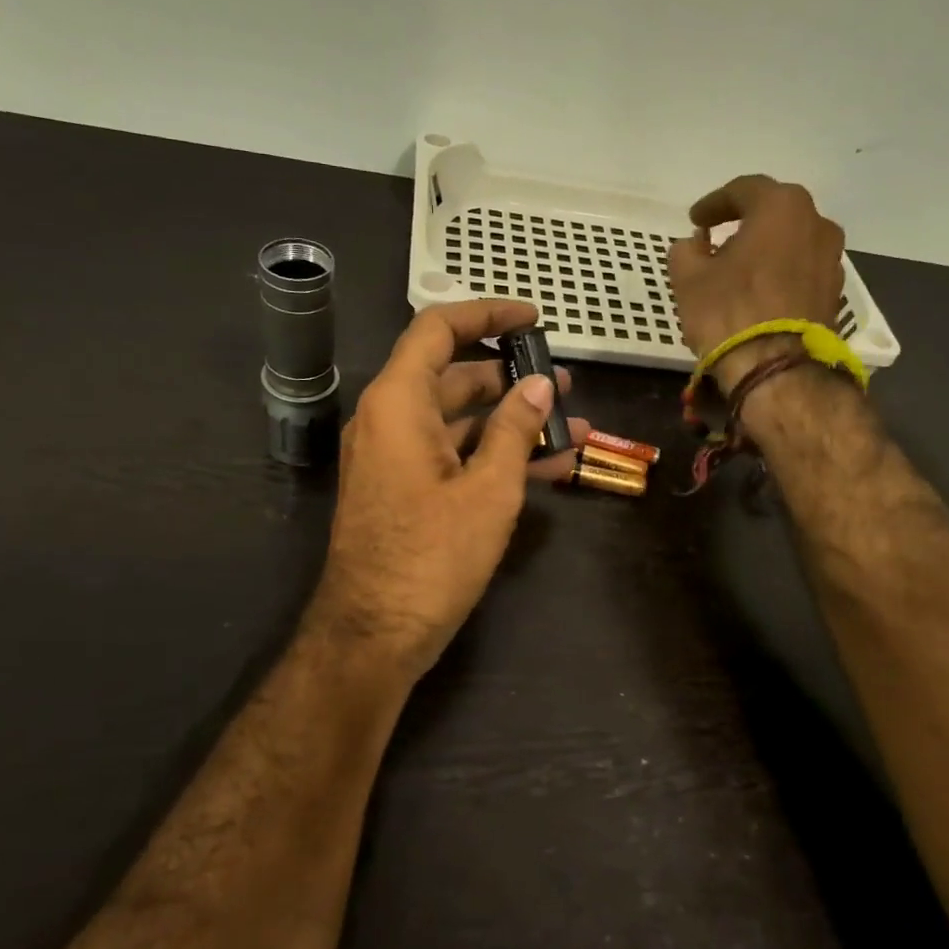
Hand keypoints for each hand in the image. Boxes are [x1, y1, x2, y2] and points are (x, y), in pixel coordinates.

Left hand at [303, 300, 589, 682]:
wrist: (375, 635)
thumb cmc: (432, 556)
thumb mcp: (488, 489)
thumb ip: (515, 427)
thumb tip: (539, 384)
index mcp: (399, 403)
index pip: (438, 330)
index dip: (486, 314)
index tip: (533, 319)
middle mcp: (391, 420)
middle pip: (454, 376)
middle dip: (513, 377)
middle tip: (566, 385)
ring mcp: (397, 457)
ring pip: (461, 421)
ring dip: (514, 422)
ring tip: (574, 427)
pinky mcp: (407, 490)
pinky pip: (455, 455)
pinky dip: (496, 455)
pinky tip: (550, 465)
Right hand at [667, 175, 845, 391]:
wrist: (778, 369)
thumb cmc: (729, 312)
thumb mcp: (688, 278)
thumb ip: (686, 250)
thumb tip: (695, 246)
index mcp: (781, 206)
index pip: (743, 190)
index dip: (713, 204)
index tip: (694, 220)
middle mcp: (817, 223)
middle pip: (774, 214)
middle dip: (744, 223)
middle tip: (718, 239)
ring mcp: (832, 259)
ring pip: (791, 243)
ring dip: (765, 250)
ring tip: (738, 270)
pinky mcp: (834, 293)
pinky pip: (801, 272)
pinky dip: (779, 275)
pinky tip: (759, 293)